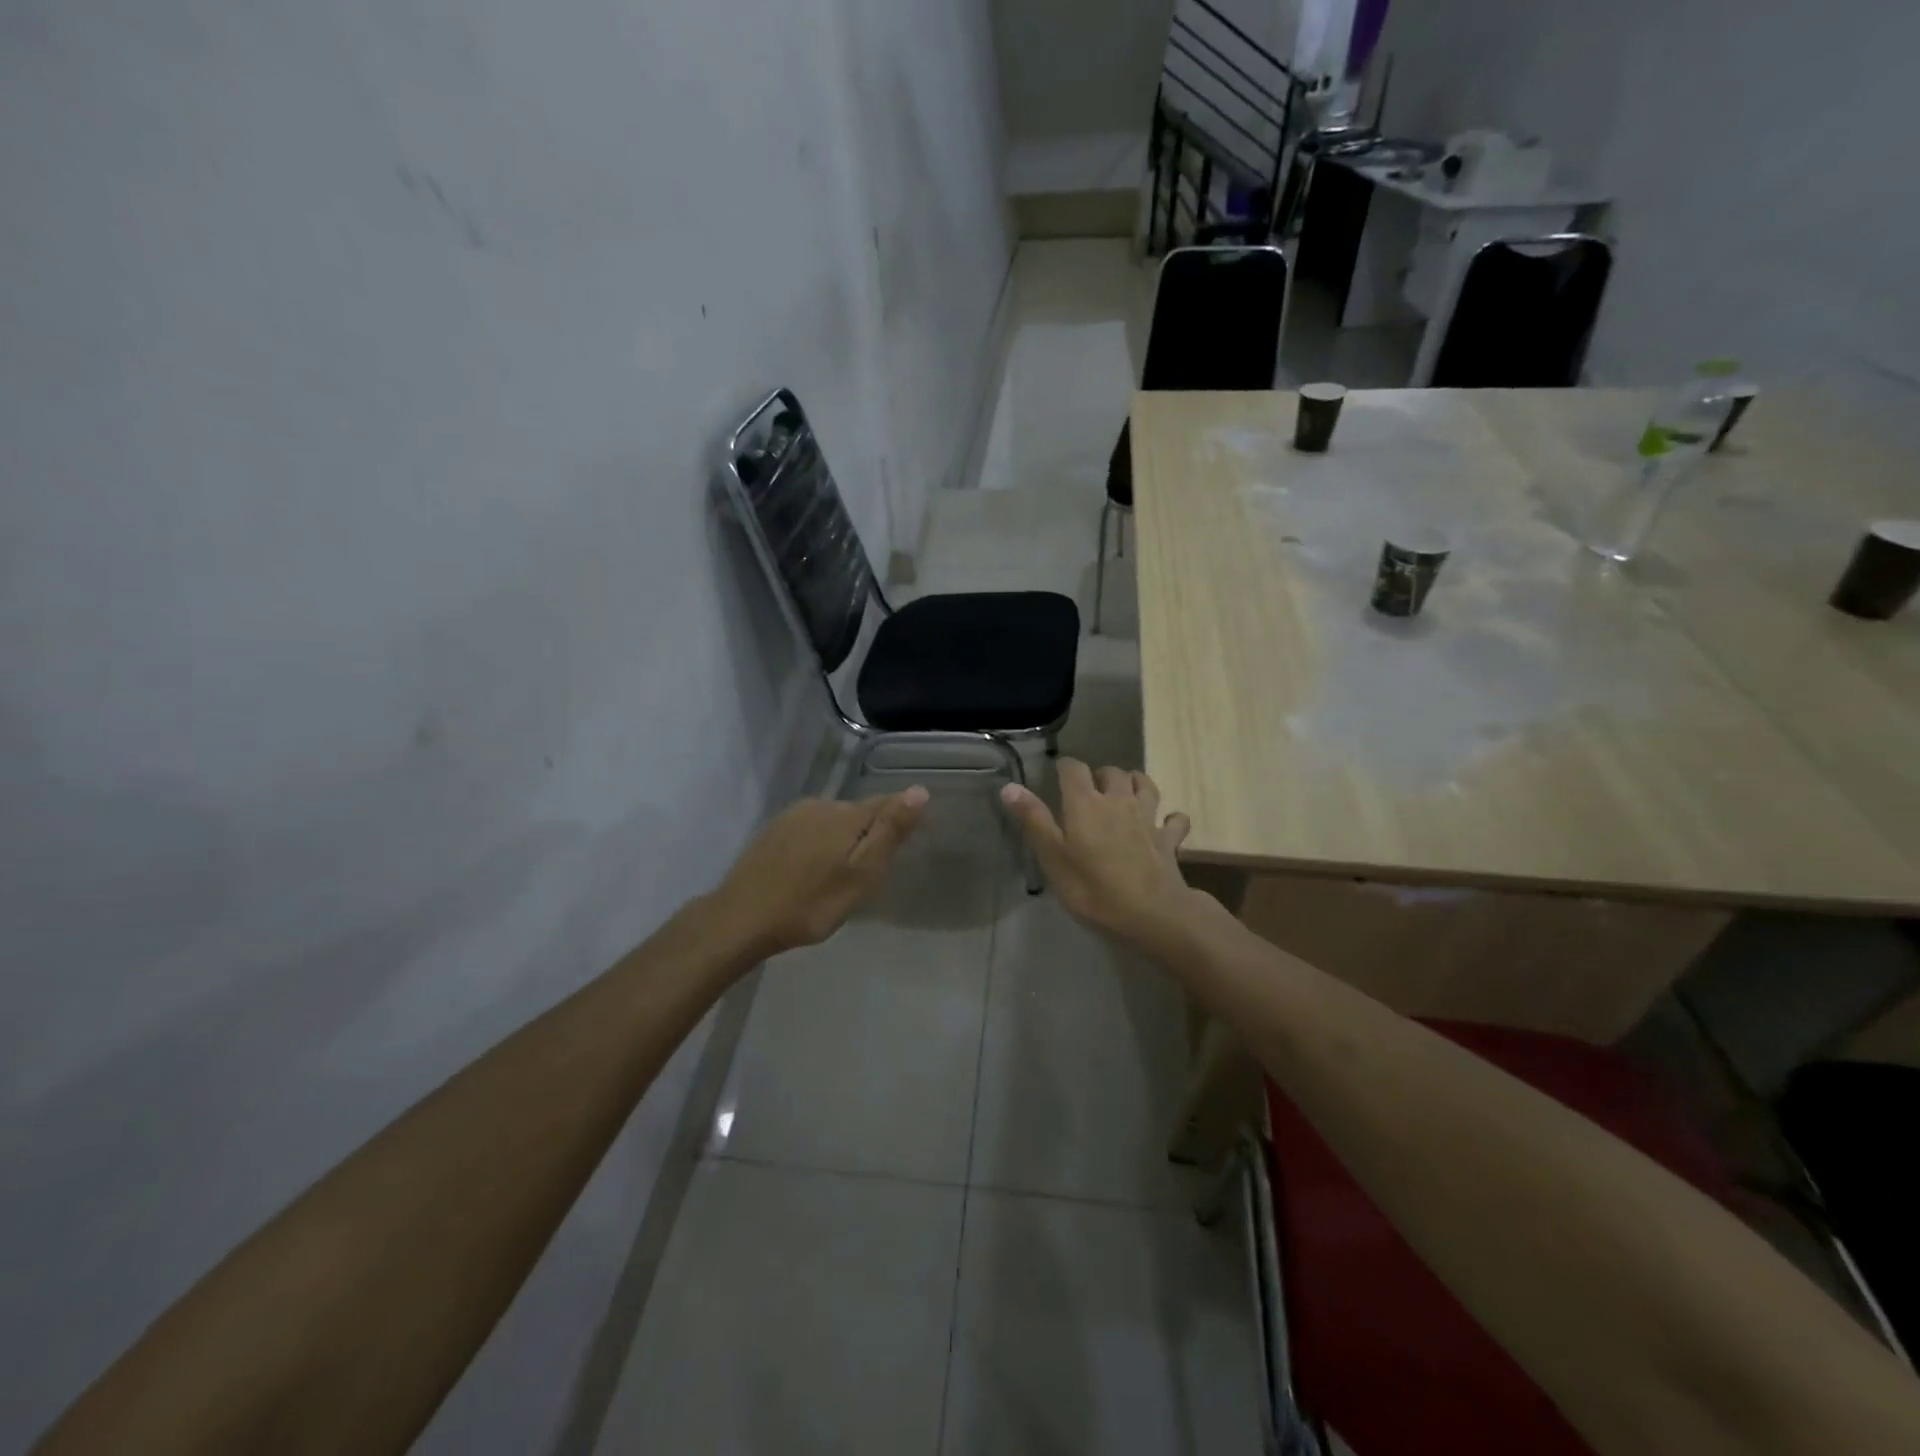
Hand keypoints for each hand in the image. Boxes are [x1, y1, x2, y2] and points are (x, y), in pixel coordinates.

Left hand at [712, 787, 929, 956]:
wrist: (741, 919)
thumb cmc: (811, 904)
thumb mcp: (861, 874)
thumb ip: (889, 832)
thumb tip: (919, 790)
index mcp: (846, 814)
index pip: (886, 803)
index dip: (900, 819)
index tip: (907, 843)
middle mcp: (820, 805)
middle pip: (859, 812)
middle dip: (869, 834)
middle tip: (870, 872)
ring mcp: (793, 816)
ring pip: (832, 821)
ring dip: (842, 839)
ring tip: (840, 875)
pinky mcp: (773, 831)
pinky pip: (810, 829)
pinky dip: (819, 844)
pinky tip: (812, 870)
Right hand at [1000, 761, 1193, 945]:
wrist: (1152, 913)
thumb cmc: (1093, 887)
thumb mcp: (1052, 857)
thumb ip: (1033, 819)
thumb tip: (1010, 786)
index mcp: (1086, 803)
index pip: (1074, 769)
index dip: (1064, 767)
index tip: (1057, 774)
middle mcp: (1119, 801)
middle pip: (1112, 772)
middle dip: (1100, 775)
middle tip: (1090, 790)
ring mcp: (1148, 818)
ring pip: (1146, 785)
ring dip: (1136, 784)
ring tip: (1126, 793)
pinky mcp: (1168, 840)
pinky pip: (1175, 820)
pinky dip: (1170, 818)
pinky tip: (1164, 824)